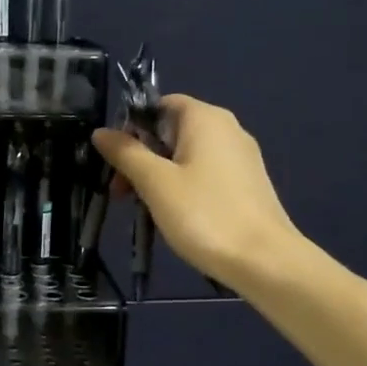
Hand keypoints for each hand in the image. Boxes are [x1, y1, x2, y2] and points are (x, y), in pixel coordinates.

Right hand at [92, 94, 298, 292]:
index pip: (159, 105)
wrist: (264, 260)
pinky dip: (183, 187)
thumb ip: (126, 153)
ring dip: (159, 176)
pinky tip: (175, 215)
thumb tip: (101, 132)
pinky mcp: (247, 183)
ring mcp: (241, 157)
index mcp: (205, 118)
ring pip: (186, 155)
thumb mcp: (155, 183)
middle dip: (141, 157)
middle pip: (171, 131)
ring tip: (144, 209)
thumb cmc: (204, 214)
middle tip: (121, 193)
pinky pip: (205, 174)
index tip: (116, 160)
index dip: (132, 127)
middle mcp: (227, 128)